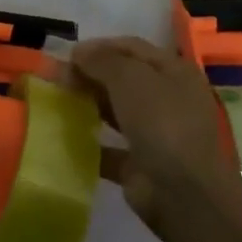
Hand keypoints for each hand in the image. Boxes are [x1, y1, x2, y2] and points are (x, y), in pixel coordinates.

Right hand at [67, 36, 236, 232]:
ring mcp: (157, 135)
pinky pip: (111, 149)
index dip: (100, 47)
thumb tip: (78, 52)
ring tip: (57, 102)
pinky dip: (90, 144)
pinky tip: (66, 138)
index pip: (132, 48)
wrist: (184, 195)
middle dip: (90, 75)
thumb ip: (101, 60)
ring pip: (117, 112)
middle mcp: (169, 100)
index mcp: (174, 72)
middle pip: (123, 79)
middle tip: (57, 77)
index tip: (68, 54)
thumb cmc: (162, 122)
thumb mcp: (129, 78)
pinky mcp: (142, 167)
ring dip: (89, 106)